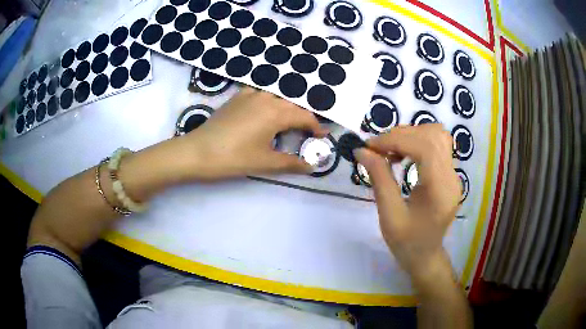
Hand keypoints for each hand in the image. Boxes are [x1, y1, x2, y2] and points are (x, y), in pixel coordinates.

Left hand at [176, 87, 326, 180]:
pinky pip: (261, 95)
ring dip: (286, 109)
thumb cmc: (234, 158)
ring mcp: (250, 94)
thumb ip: (292, 163)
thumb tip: (311, 166)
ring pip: (277, 97)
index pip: (304, 116)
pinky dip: (270, 103)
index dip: (316, 127)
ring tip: (288, 124)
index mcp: (276, 112)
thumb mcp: (265, 163)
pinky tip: (266, 113)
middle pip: (292, 104)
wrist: (197, 152)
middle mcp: (266, 97)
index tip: (322, 136)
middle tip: (307, 133)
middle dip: (302, 118)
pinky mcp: (237, 97)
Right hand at [354, 124, 460, 287]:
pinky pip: (436, 145)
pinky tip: (402, 154)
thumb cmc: (407, 243)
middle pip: (433, 135)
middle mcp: (452, 177)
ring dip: (410, 135)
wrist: (425, 256)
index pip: (425, 147)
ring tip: (390, 149)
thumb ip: (379, 179)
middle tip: (377, 148)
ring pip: (437, 135)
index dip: (396, 139)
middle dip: (402, 134)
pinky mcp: (449, 174)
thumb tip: (362, 151)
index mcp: (440, 190)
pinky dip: (417, 141)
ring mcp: (453, 174)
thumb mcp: (389, 215)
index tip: (370, 146)